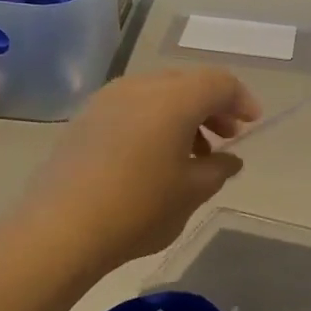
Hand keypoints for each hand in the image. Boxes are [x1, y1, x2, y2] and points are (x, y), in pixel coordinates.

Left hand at [14, 69, 261, 274]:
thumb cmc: (138, 208)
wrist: (58, 228)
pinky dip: (154, 120)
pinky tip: (154, 157)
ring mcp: (108, 99)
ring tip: (192, 153)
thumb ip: (218, 169)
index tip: (252, 124)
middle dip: (212, 106)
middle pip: (188, 83)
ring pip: (158, 93)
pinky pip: (133, 106)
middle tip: (226, 137)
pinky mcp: (86, 118)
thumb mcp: (191, 193)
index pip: (219, 82)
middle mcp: (141, 86)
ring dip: (183, 114)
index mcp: (174, 98)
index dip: (241, 100)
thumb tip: (229, 159)